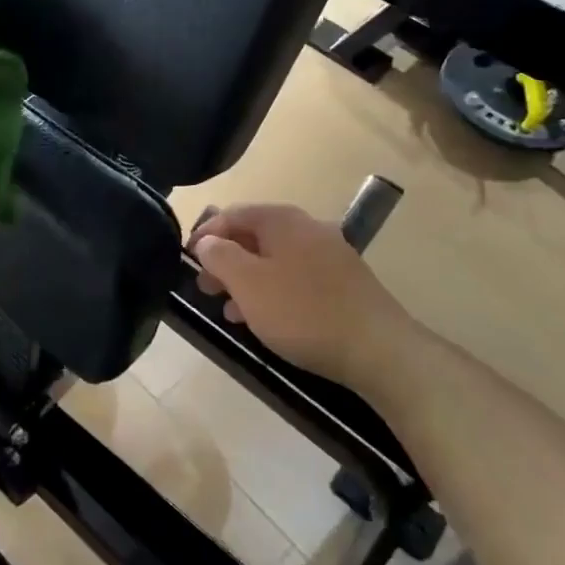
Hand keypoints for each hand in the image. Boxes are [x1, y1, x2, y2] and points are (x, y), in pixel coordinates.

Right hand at [190, 204, 420, 388]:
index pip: (232, 214)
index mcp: (282, 220)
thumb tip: (206, 241)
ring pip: (275, 260)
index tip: (186, 260)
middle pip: (254, 236)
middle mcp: (307, 228)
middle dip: (226, 260)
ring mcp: (330, 254)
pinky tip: (265, 319)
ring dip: (247, 280)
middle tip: (204, 287)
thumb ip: (219, 256)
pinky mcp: (344, 282)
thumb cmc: (302, 312)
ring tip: (229, 310)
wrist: (379, 350)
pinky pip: (296, 277)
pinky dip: (273, 291)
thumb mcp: (247, 283)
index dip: (204, 234)